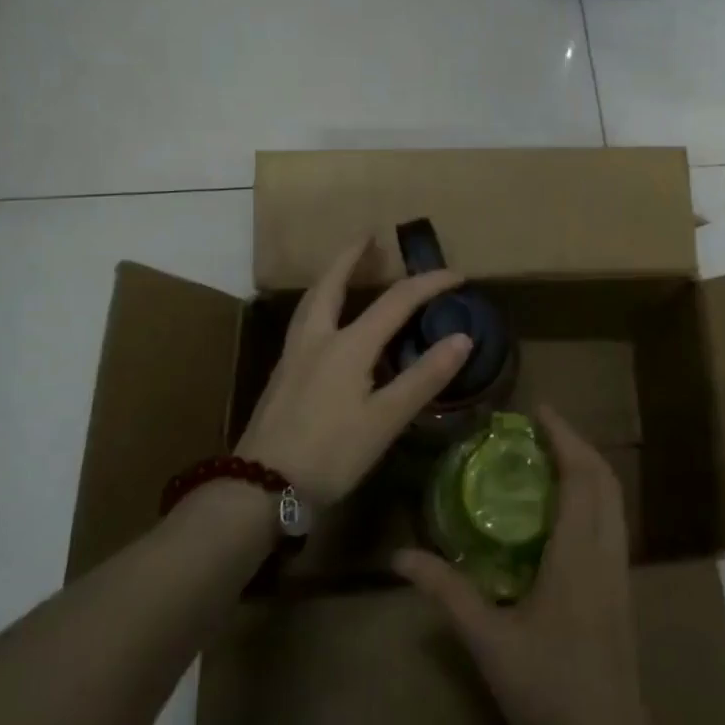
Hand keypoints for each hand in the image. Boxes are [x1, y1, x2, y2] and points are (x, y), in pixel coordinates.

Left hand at [236, 239, 471, 504]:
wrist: (261, 488)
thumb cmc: (330, 454)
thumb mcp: (386, 419)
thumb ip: (424, 377)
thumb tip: (462, 339)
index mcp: (348, 345)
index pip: (396, 300)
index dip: (428, 284)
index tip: (457, 275)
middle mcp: (317, 339)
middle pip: (332, 284)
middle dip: (351, 257)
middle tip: (368, 237)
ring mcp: (293, 356)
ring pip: (311, 301)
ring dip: (330, 277)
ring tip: (343, 268)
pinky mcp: (281, 375)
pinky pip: (303, 322)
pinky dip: (319, 305)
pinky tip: (325, 324)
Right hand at [395, 408, 662, 724]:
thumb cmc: (548, 690)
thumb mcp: (488, 640)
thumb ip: (447, 591)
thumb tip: (400, 556)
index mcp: (578, 553)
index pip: (582, 475)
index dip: (564, 436)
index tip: (538, 410)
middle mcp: (606, 551)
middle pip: (605, 479)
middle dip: (576, 444)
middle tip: (538, 429)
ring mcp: (619, 571)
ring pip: (613, 501)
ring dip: (587, 469)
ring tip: (549, 458)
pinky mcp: (620, 590)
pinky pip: (612, 523)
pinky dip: (592, 497)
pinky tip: (562, 511)